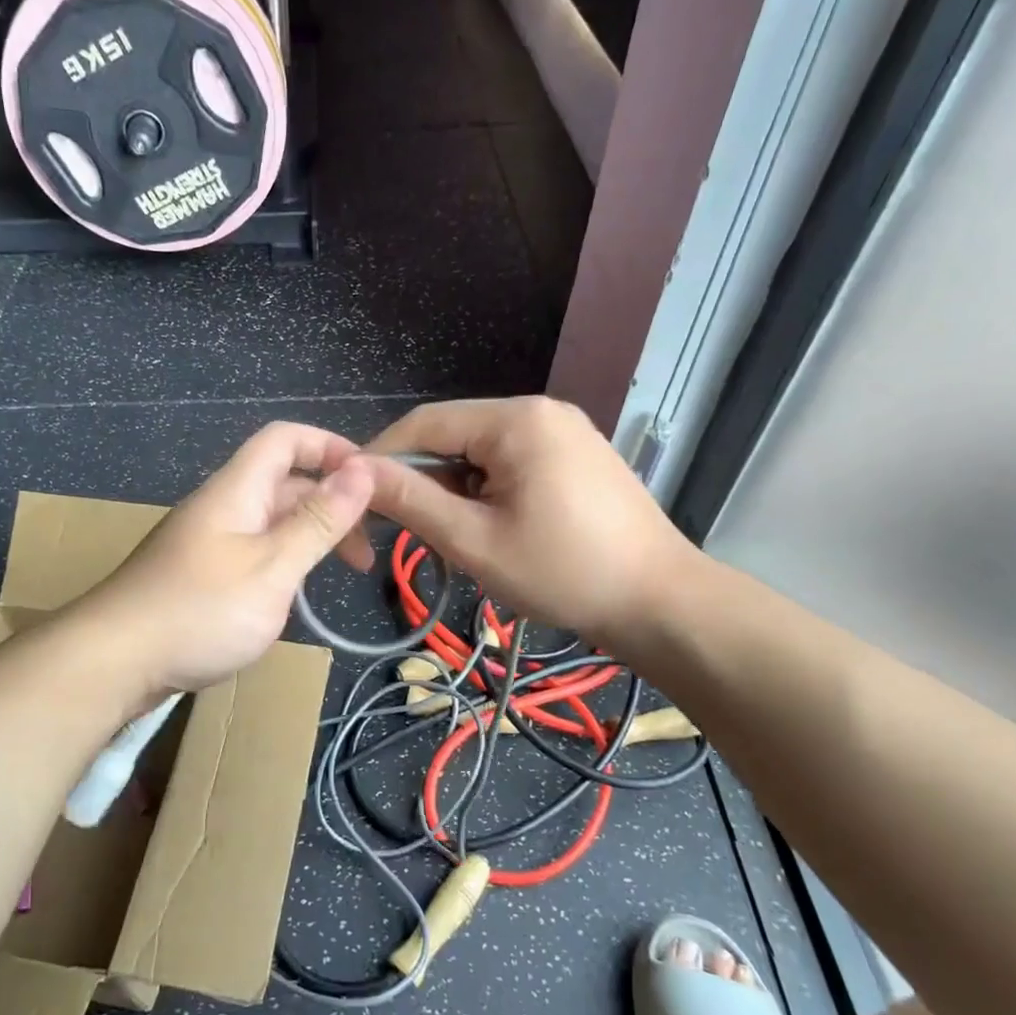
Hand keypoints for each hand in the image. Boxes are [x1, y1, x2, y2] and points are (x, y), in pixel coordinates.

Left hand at [78, 422, 376, 695]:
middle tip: (366, 549)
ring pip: (272, 520)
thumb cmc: (200, 611)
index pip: (286, 439)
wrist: (113, 663)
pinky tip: (296, 593)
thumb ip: (318, 520)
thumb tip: (364, 469)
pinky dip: (286, 561)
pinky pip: (255, 550)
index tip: (373, 482)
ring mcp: (209, 541)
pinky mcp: (202, 574)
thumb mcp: (272, 567)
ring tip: (342, 572)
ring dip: (311, 536)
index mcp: (236, 490)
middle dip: (332, 503)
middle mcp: (222, 506)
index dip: (331, 447)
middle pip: (285, 482)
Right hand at [364, 397, 695, 641]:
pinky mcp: (577, 456)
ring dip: (456, 491)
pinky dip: (488, 492)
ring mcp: (564, 431)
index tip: (354, 496)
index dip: (381, 457)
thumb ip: (411, 501)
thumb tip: (356, 472)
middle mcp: (540, 411)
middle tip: (408, 531)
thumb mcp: (475, 541)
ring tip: (459, 539)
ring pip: (481, 453)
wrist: (661, 603)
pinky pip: (512, 463)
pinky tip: (494, 529)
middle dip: (424, 480)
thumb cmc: (563, 573)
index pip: (424, 423)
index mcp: (516, 419)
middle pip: (454, 436)